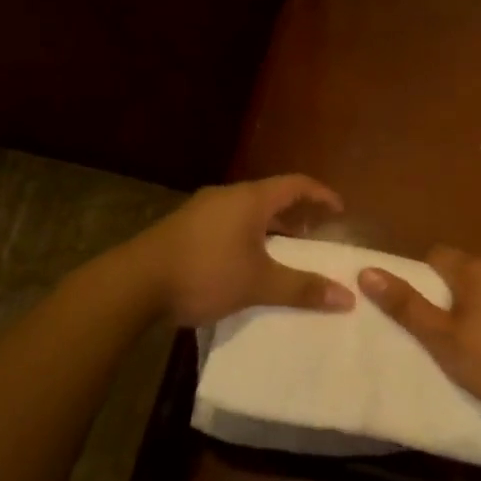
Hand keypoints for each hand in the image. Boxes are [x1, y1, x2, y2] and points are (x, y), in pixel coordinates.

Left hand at [129, 175, 356, 327]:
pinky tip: (245, 264)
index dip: (321, 194)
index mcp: (249, 199)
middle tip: (314, 236)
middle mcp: (226, 196)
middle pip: (270, 197)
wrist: (134, 284)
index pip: (295, 184)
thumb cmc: (204, 273)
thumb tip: (347, 297)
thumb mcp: (258, 284)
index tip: (339, 210)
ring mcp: (200, 211)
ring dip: (269, 229)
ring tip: (283, 254)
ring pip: (246, 212)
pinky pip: (227, 224)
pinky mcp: (183, 228)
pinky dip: (247, 237)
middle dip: (295, 215)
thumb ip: (302, 288)